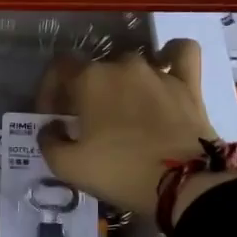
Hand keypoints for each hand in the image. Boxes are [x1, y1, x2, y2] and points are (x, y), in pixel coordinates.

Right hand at [36, 38, 236, 222]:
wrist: (184, 185)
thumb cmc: (120, 171)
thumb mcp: (68, 167)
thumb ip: (48, 142)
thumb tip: (51, 128)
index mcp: (89, 79)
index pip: (59, 68)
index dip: (51, 91)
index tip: (54, 118)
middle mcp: (122, 65)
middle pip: (95, 69)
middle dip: (85, 92)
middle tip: (86, 123)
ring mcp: (157, 71)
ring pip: (132, 64)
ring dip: (121, 82)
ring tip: (123, 109)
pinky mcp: (188, 83)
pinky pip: (180, 52)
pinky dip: (170, 55)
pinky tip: (165, 66)